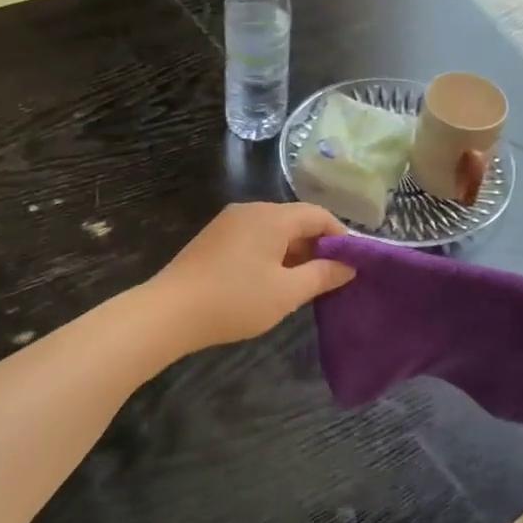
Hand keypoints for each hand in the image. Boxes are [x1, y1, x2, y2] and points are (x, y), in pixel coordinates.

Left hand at [147, 203, 354, 353]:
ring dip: (295, 252)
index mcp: (272, 217)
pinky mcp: (215, 238)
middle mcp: (251, 210)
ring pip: (275, 230)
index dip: (341, 236)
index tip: (354, 262)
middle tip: (333, 277)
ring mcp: (229, 223)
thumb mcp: (286, 292)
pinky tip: (273, 281)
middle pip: (296, 220)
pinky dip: (272, 254)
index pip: (318, 215)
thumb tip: (348, 266)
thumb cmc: (235, 300)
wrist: (169, 313)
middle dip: (318, 245)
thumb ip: (322, 276)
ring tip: (306, 283)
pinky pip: (255, 238)